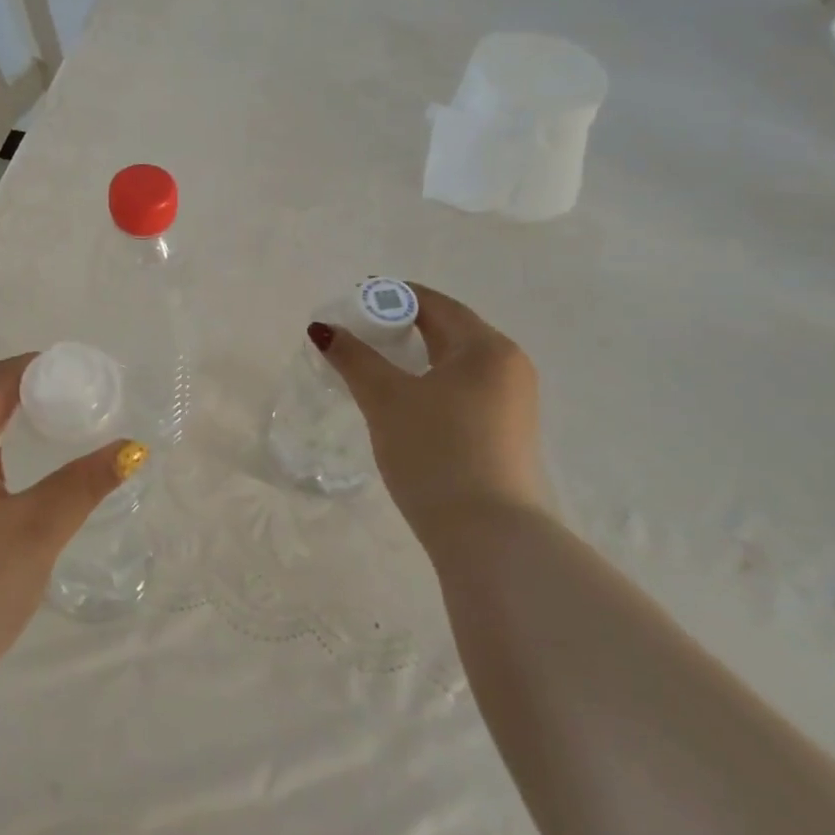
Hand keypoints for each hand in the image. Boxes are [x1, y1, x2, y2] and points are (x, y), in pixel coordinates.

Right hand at [313, 283, 546, 562]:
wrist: (489, 536)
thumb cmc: (436, 452)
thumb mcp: (386, 399)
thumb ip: (353, 358)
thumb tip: (322, 328)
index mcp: (486, 347)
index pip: (434, 304)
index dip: (390, 298)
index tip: (352, 305)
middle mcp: (508, 366)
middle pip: (447, 331)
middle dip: (400, 329)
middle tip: (356, 337)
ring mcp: (512, 402)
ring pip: (454, 365)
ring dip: (414, 359)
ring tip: (373, 368)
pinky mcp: (506, 434)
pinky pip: (463, 391)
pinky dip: (430, 385)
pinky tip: (404, 403)